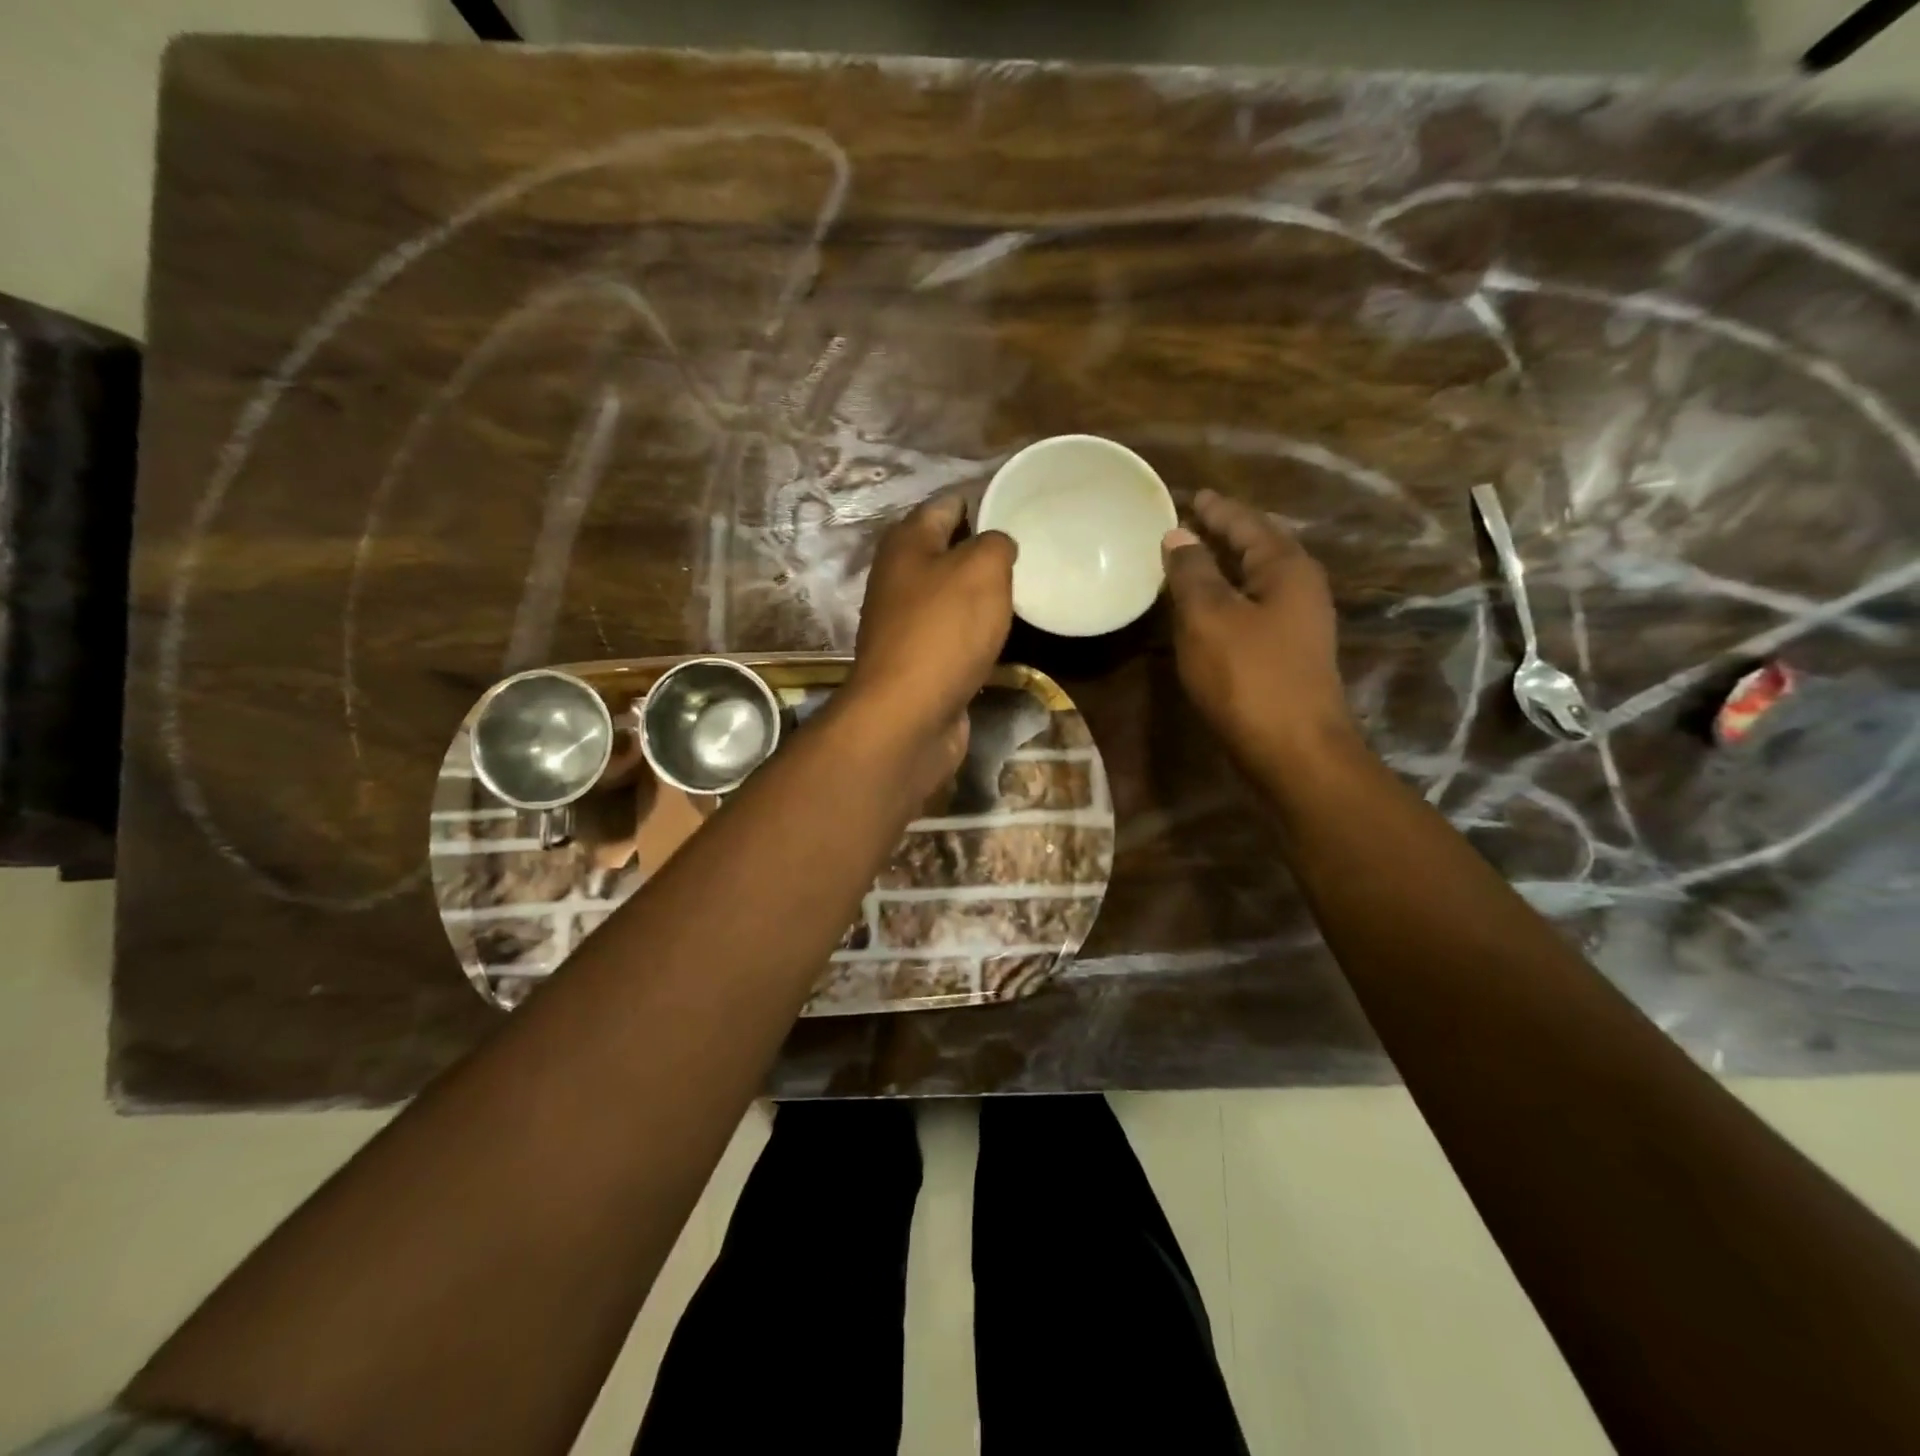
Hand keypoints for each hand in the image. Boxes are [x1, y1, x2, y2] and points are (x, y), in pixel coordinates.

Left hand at [848, 495, 1016, 776]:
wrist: (908, 715)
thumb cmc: (943, 631)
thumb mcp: (982, 569)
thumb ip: (996, 543)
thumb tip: (998, 545)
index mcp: (907, 543)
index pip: (947, 504)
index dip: (983, 502)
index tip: (1021, 510)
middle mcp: (898, 577)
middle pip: (947, 551)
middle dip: (985, 551)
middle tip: (1030, 555)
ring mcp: (905, 622)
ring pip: (951, 595)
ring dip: (982, 595)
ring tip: (1025, 592)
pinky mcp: (917, 660)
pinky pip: (953, 634)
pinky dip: (975, 632)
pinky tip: (1003, 636)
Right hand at [1163, 489, 1358, 769]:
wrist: (1293, 751)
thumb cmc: (1248, 677)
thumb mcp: (1209, 617)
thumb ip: (1192, 572)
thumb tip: (1179, 536)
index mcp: (1286, 568)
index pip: (1247, 524)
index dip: (1217, 510)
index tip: (1191, 496)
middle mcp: (1300, 589)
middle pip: (1258, 548)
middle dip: (1224, 534)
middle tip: (1189, 523)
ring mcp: (1298, 624)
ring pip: (1255, 581)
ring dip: (1224, 568)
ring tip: (1190, 561)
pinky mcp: (1287, 655)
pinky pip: (1252, 609)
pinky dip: (1227, 599)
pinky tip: (1204, 610)